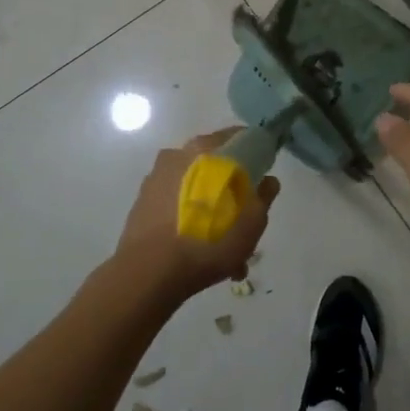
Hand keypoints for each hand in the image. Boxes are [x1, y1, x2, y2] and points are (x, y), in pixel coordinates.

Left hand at [113, 129, 279, 303]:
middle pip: (214, 165)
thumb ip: (263, 196)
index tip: (263, 173)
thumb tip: (268, 181)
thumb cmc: (208, 240)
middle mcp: (177, 155)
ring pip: (195, 188)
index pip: (238, 138)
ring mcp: (155, 178)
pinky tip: (199, 250)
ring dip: (211, 209)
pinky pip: (175, 204)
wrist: (149, 272)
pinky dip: (189, 219)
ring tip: (222, 246)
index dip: (254, 154)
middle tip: (243, 217)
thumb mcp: (251, 222)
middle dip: (230, 188)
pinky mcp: (142, 203)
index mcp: (205, 150)